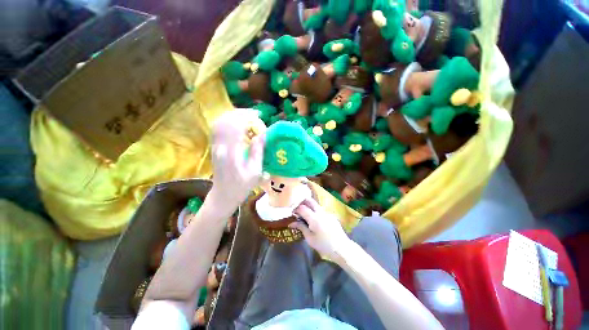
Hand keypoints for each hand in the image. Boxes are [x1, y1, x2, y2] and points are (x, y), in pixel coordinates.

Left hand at [208, 109, 266, 209]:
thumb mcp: (255, 171)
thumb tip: (263, 134)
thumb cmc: (242, 186)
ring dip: (233, 116)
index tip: (258, 115)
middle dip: (240, 114)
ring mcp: (215, 146)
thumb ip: (258, 151)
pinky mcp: (214, 148)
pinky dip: (227, 122)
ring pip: (220, 123)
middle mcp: (220, 146)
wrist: (223, 194)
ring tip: (247, 116)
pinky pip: (218, 129)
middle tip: (254, 114)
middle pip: (226, 121)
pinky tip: (236, 123)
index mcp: (231, 153)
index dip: (246, 117)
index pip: (236, 126)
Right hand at [290, 197, 351, 260]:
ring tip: (305, 214)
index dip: (295, 208)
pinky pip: (321, 210)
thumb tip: (291, 223)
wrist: (342, 248)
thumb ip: (301, 228)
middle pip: (310, 201)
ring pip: (316, 205)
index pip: (302, 208)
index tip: (292, 212)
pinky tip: (315, 219)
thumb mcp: (310, 238)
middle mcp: (321, 212)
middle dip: (302, 201)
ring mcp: (327, 213)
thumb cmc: (324, 245)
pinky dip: (315, 211)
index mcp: (314, 218)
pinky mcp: (331, 215)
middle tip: (297, 207)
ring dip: (309, 206)